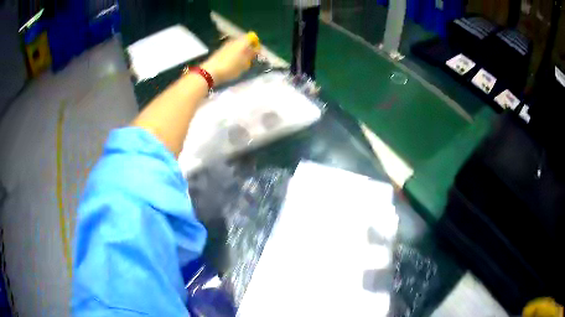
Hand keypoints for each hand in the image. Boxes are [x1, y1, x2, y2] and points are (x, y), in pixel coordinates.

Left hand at [200, 32, 259, 85]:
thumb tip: (256, 50)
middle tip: (249, 60)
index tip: (256, 54)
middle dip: (248, 49)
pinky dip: (233, 56)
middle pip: (244, 42)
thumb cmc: (230, 68)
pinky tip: (231, 65)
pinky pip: (230, 51)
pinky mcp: (219, 51)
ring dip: (240, 53)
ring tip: (240, 64)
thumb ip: (251, 55)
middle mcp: (234, 40)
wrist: (210, 71)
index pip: (252, 38)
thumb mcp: (244, 64)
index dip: (255, 45)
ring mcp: (226, 45)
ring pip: (237, 46)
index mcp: (242, 41)